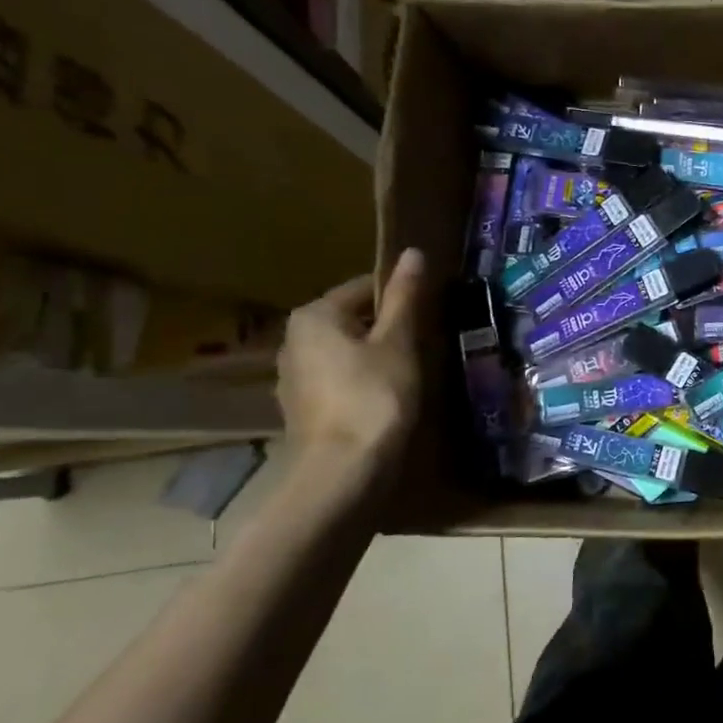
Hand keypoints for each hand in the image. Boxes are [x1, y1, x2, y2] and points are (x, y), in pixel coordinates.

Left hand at [277, 249, 426, 480]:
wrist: (342, 470)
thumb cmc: (374, 395)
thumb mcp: (397, 342)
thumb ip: (404, 297)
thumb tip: (413, 252)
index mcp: (314, 315)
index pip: (364, 287)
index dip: (400, 295)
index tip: (430, 311)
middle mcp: (294, 339)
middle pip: (351, 318)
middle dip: (386, 326)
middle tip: (424, 341)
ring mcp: (293, 376)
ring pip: (344, 349)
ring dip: (374, 353)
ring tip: (409, 369)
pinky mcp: (301, 406)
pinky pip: (337, 377)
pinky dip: (360, 379)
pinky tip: (384, 396)